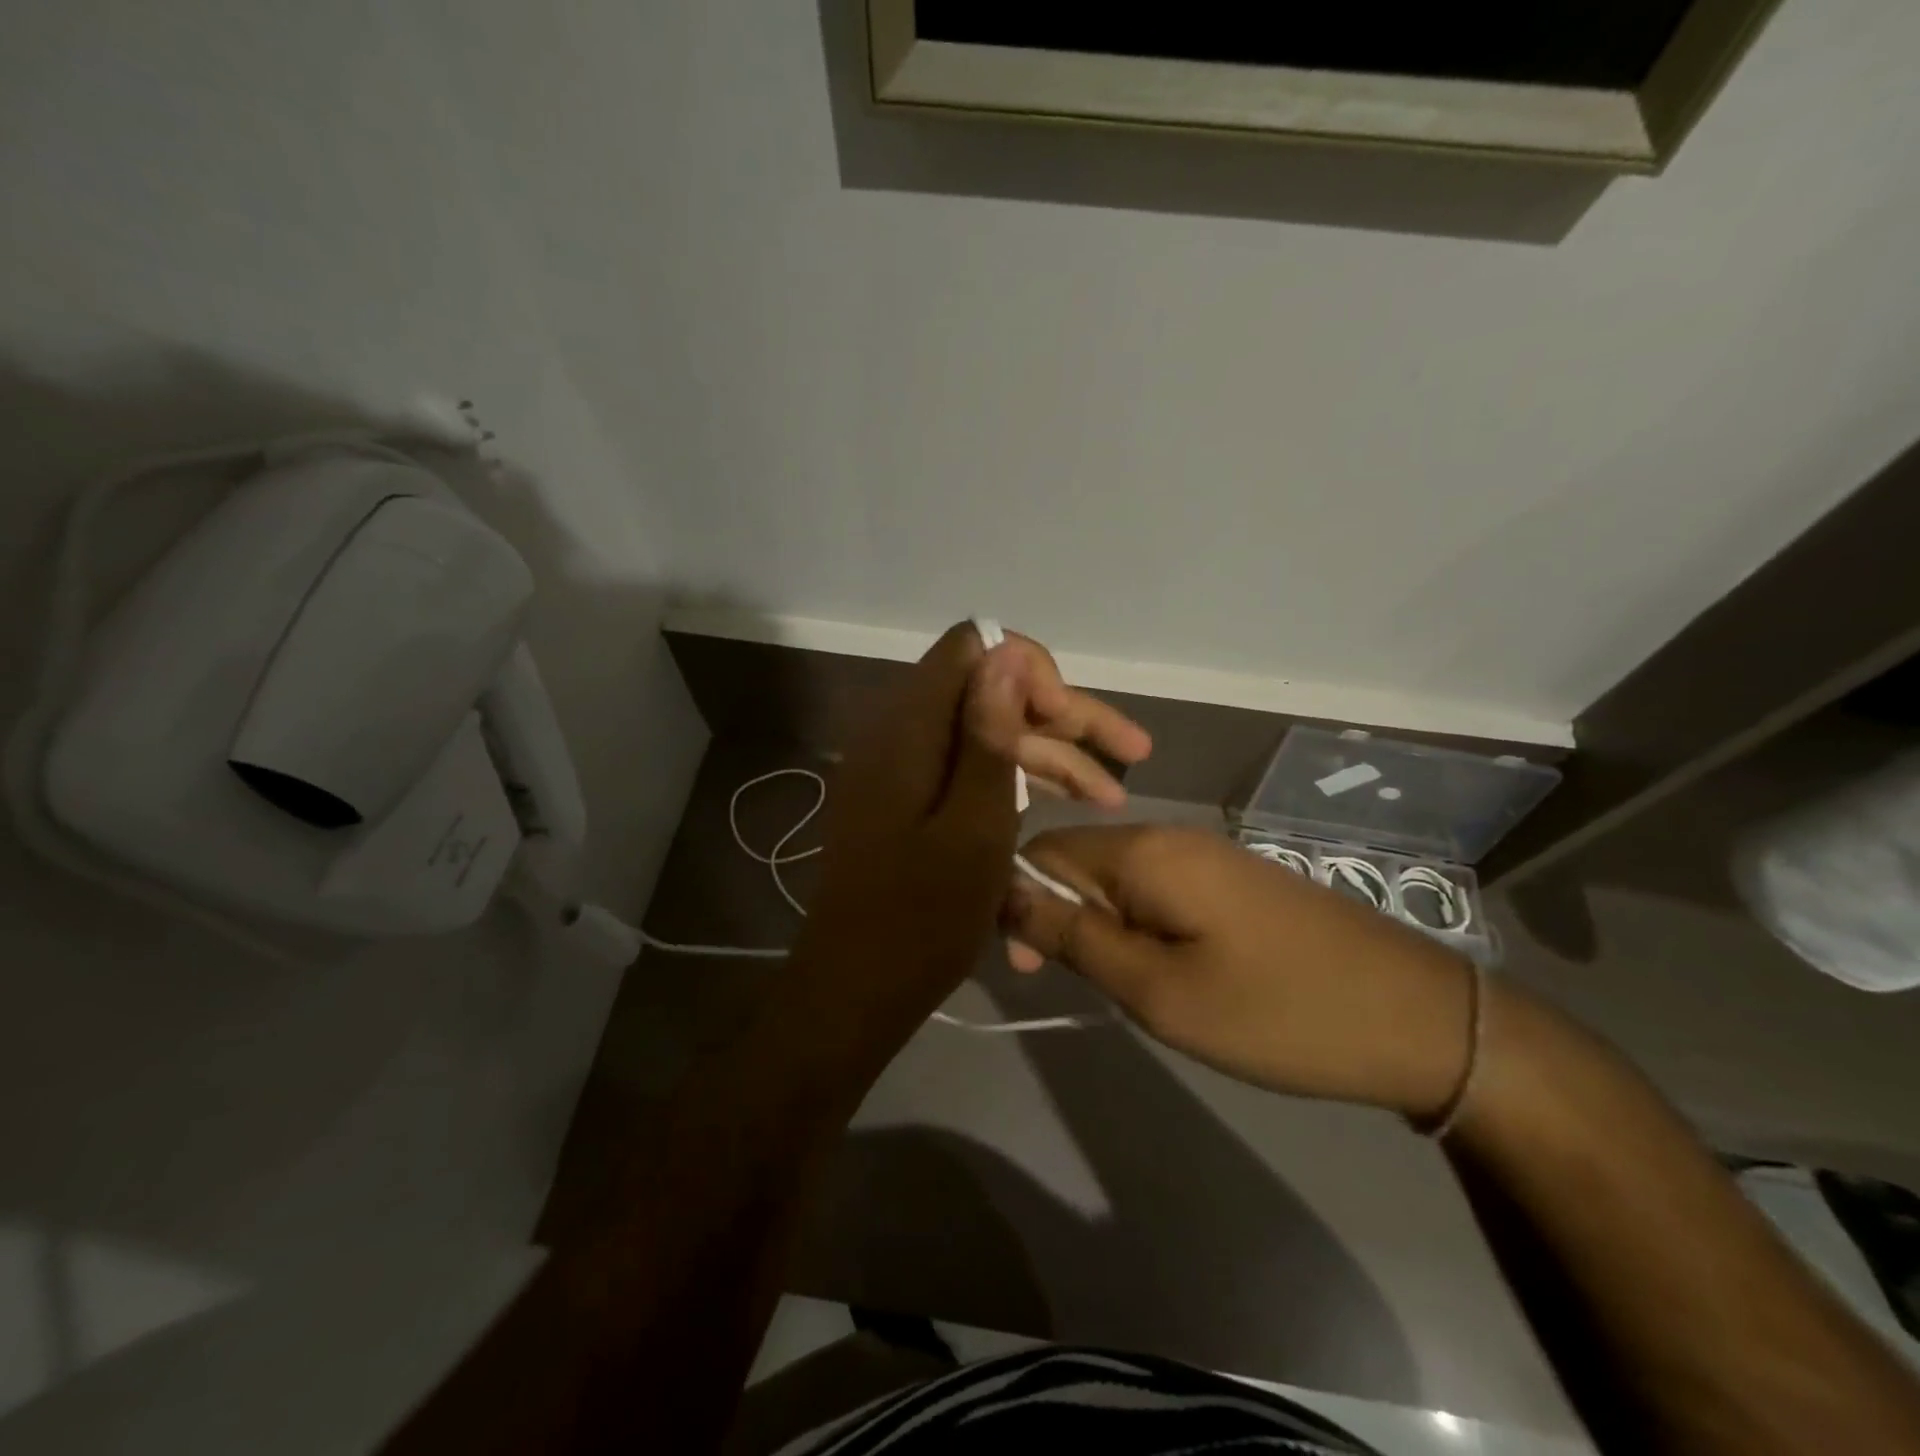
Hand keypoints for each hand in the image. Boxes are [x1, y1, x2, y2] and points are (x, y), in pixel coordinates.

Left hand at [800, 624, 1151, 1017]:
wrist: (855, 991)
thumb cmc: (921, 920)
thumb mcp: (974, 828)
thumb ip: (988, 736)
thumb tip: (1005, 652)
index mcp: (907, 731)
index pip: (971, 648)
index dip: (1029, 670)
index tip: (1068, 719)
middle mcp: (897, 734)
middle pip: (986, 691)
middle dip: (1060, 716)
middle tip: (1131, 751)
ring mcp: (899, 768)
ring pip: (984, 733)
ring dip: (1048, 755)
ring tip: (1110, 796)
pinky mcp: (905, 800)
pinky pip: (966, 768)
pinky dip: (1015, 781)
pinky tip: (1063, 805)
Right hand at [1004, 825, 1475, 1119]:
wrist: (1419, 1018)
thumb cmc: (1276, 1011)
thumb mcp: (1158, 990)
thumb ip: (1075, 937)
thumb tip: (1007, 895)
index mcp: (1144, 850)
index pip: (1044, 851)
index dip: (1018, 902)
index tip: (1028, 967)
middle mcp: (1170, 835)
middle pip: (1079, 860)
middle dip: (1059, 916)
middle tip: (1074, 986)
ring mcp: (1207, 853)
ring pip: (1117, 878)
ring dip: (1098, 925)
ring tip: (1120, 986)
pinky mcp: (1233, 879)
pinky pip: (1156, 888)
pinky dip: (1137, 924)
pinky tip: (1160, 969)